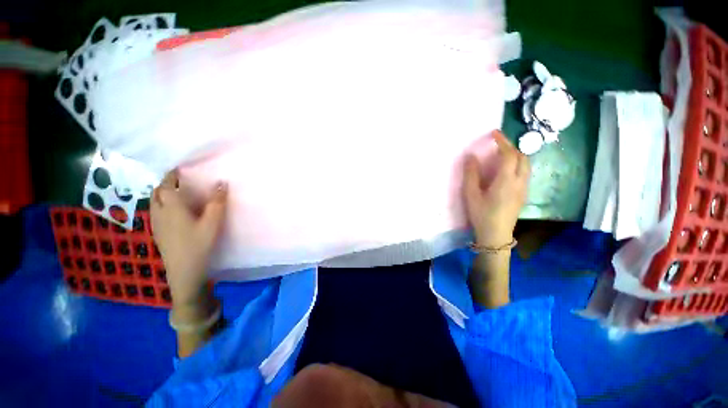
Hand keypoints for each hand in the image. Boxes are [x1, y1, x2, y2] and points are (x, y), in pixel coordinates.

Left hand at [151, 170, 227, 306]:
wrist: (184, 269)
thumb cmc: (199, 243)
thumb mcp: (213, 222)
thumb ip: (217, 202)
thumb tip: (222, 183)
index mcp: (172, 207)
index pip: (167, 185)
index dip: (172, 175)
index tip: (179, 168)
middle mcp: (159, 212)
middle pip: (157, 192)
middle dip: (165, 183)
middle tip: (179, 180)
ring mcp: (155, 223)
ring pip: (153, 202)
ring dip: (161, 193)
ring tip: (175, 193)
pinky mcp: (157, 232)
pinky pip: (155, 211)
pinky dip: (161, 204)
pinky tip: (172, 211)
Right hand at [463, 131, 529, 245]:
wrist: (495, 235)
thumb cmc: (481, 215)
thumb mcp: (471, 195)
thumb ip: (471, 174)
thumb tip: (470, 156)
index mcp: (505, 181)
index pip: (509, 155)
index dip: (502, 141)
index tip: (494, 133)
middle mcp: (519, 182)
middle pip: (522, 157)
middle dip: (511, 147)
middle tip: (497, 144)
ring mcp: (523, 189)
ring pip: (526, 165)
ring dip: (516, 155)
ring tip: (502, 154)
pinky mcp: (523, 194)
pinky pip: (524, 173)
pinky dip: (517, 164)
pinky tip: (506, 170)